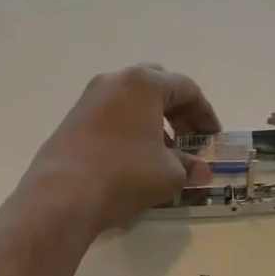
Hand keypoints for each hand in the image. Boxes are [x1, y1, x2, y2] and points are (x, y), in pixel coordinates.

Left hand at [20, 66, 220, 235]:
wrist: (62, 194)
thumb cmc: (125, 174)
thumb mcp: (169, 174)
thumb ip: (189, 166)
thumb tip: (201, 171)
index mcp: (144, 83)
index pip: (186, 89)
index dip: (205, 114)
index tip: (212, 139)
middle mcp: (115, 81)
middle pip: (156, 86)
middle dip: (177, 111)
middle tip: (188, 138)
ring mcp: (89, 98)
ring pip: (131, 101)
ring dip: (152, 121)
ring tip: (162, 153)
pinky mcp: (72, 119)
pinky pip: (111, 115)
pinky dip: (129, 129)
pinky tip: (134, 158)